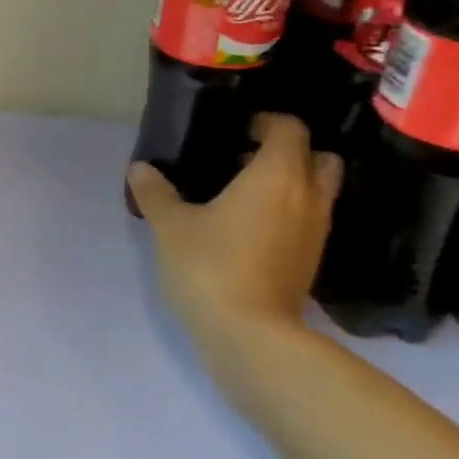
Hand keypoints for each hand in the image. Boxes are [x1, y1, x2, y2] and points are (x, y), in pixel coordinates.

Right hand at [127, 114, 341, 357]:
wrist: (250, 335)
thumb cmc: (210, 266)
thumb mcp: (170, 226)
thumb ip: (156, 192)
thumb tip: (140, 168)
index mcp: (277, 175)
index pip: (290, 129)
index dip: (266, 122)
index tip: (236, 130)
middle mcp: (308, 197)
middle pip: (319, 157)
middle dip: (289, 153)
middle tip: (246, 161)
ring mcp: (316, 232)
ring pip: (317, 192)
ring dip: (290, 185)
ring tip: (243, 195)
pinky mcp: (311, 262)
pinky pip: (308, 221)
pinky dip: (288, 215)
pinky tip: (250, 229)